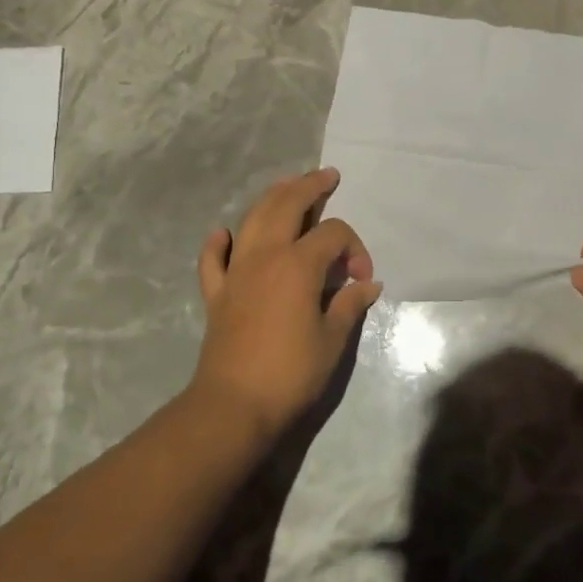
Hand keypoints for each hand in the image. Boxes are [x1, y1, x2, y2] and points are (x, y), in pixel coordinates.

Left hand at [189, 168, 382, 442]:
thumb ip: (349, 304)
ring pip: (251, 220)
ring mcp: (236, 272)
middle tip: (327, 176)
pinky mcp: (217, 293)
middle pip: (286, 206)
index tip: (364, 278)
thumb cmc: (292, 372)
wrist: (234, 405)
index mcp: (298, 265)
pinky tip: (224, 233)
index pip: (333, 235)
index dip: (355, 248)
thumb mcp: (333, 339)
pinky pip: (214, 259)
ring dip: (272, 198)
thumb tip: (368, 285)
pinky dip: (219, 242)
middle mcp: (264, 256)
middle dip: (309, 186)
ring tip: (288, 186)